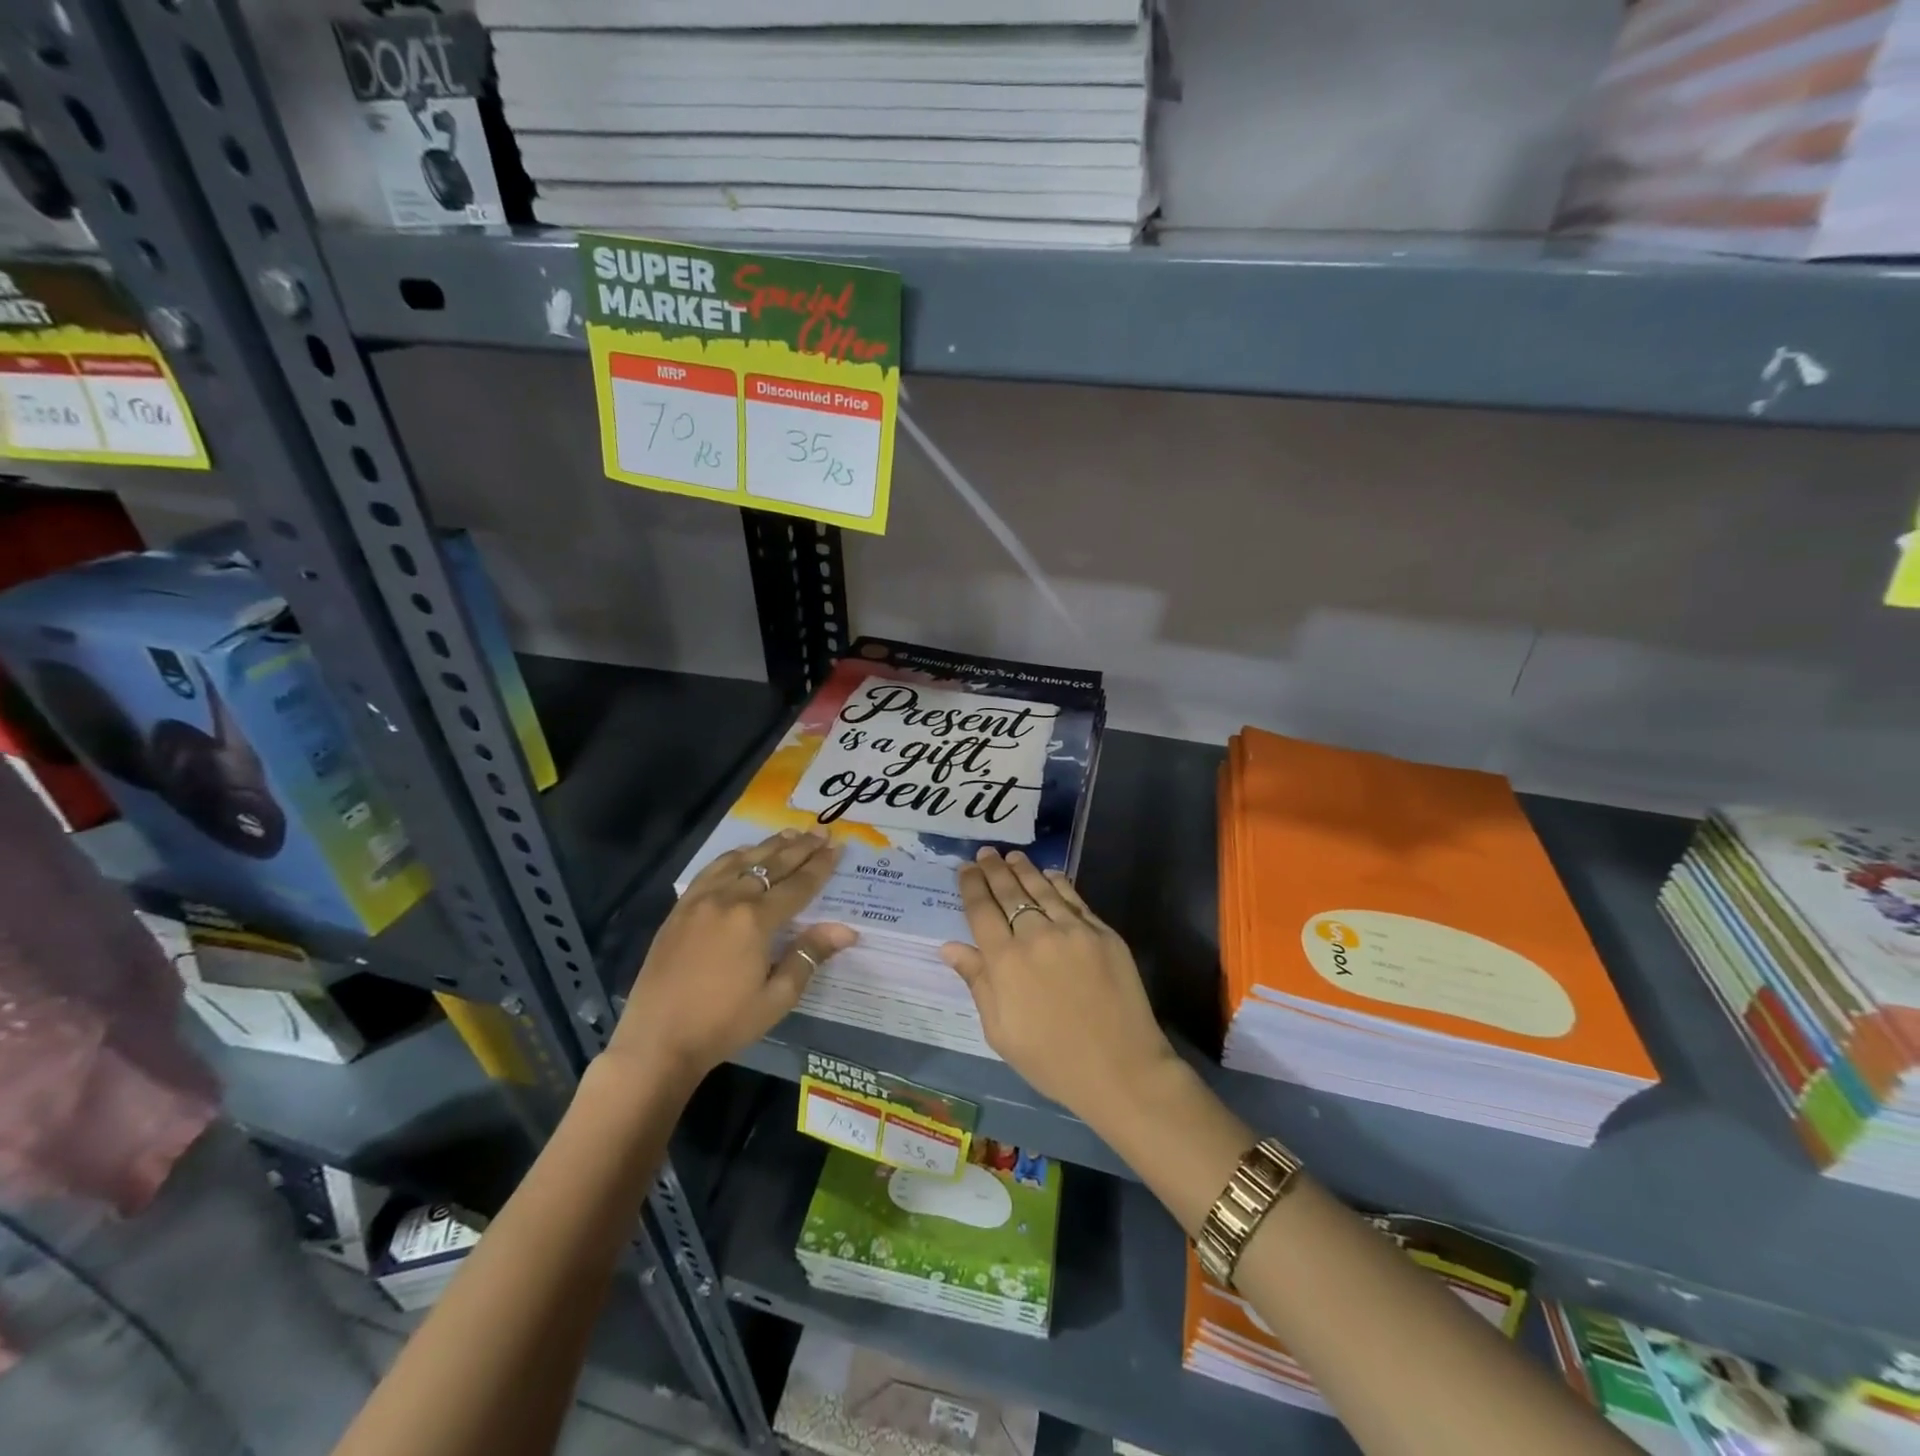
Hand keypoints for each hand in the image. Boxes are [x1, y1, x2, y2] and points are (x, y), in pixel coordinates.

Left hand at [610, 830, 856, 1084]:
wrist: (657, 1041)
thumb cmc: (723, 1024)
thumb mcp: (776, 998)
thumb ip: (809, 956)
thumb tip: (846, 929)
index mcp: (755, 921)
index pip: (797, 886)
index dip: (820, 867)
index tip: (837, 847)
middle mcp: (728, 899)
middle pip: (771, 865)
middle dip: (800, 848)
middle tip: (821, 831)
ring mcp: (700, 900)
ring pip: (740, 861)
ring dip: (768, 845)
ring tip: (790, 833)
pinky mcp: (680, 909)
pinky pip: (711, 870)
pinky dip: (733, 856)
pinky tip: (742, 853)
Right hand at [940, 847, 1176, 1120]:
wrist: (1120, 1069)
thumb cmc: (1051, 1060)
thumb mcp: (1000, 1031)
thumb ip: (977, 982)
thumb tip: (950, 946)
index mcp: (1005, 961)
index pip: (981, 910)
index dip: (972, 885)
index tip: (966, 868)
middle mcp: (1036, 936)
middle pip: (1010, 892)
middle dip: (994, 869)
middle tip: (986, 852)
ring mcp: (1073, 930)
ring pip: (1042, 889)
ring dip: (1024, 870)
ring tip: (1012, 856)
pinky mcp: (1103, 933)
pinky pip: (1075, 899)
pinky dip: (1059, 883)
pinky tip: (1050, 875)